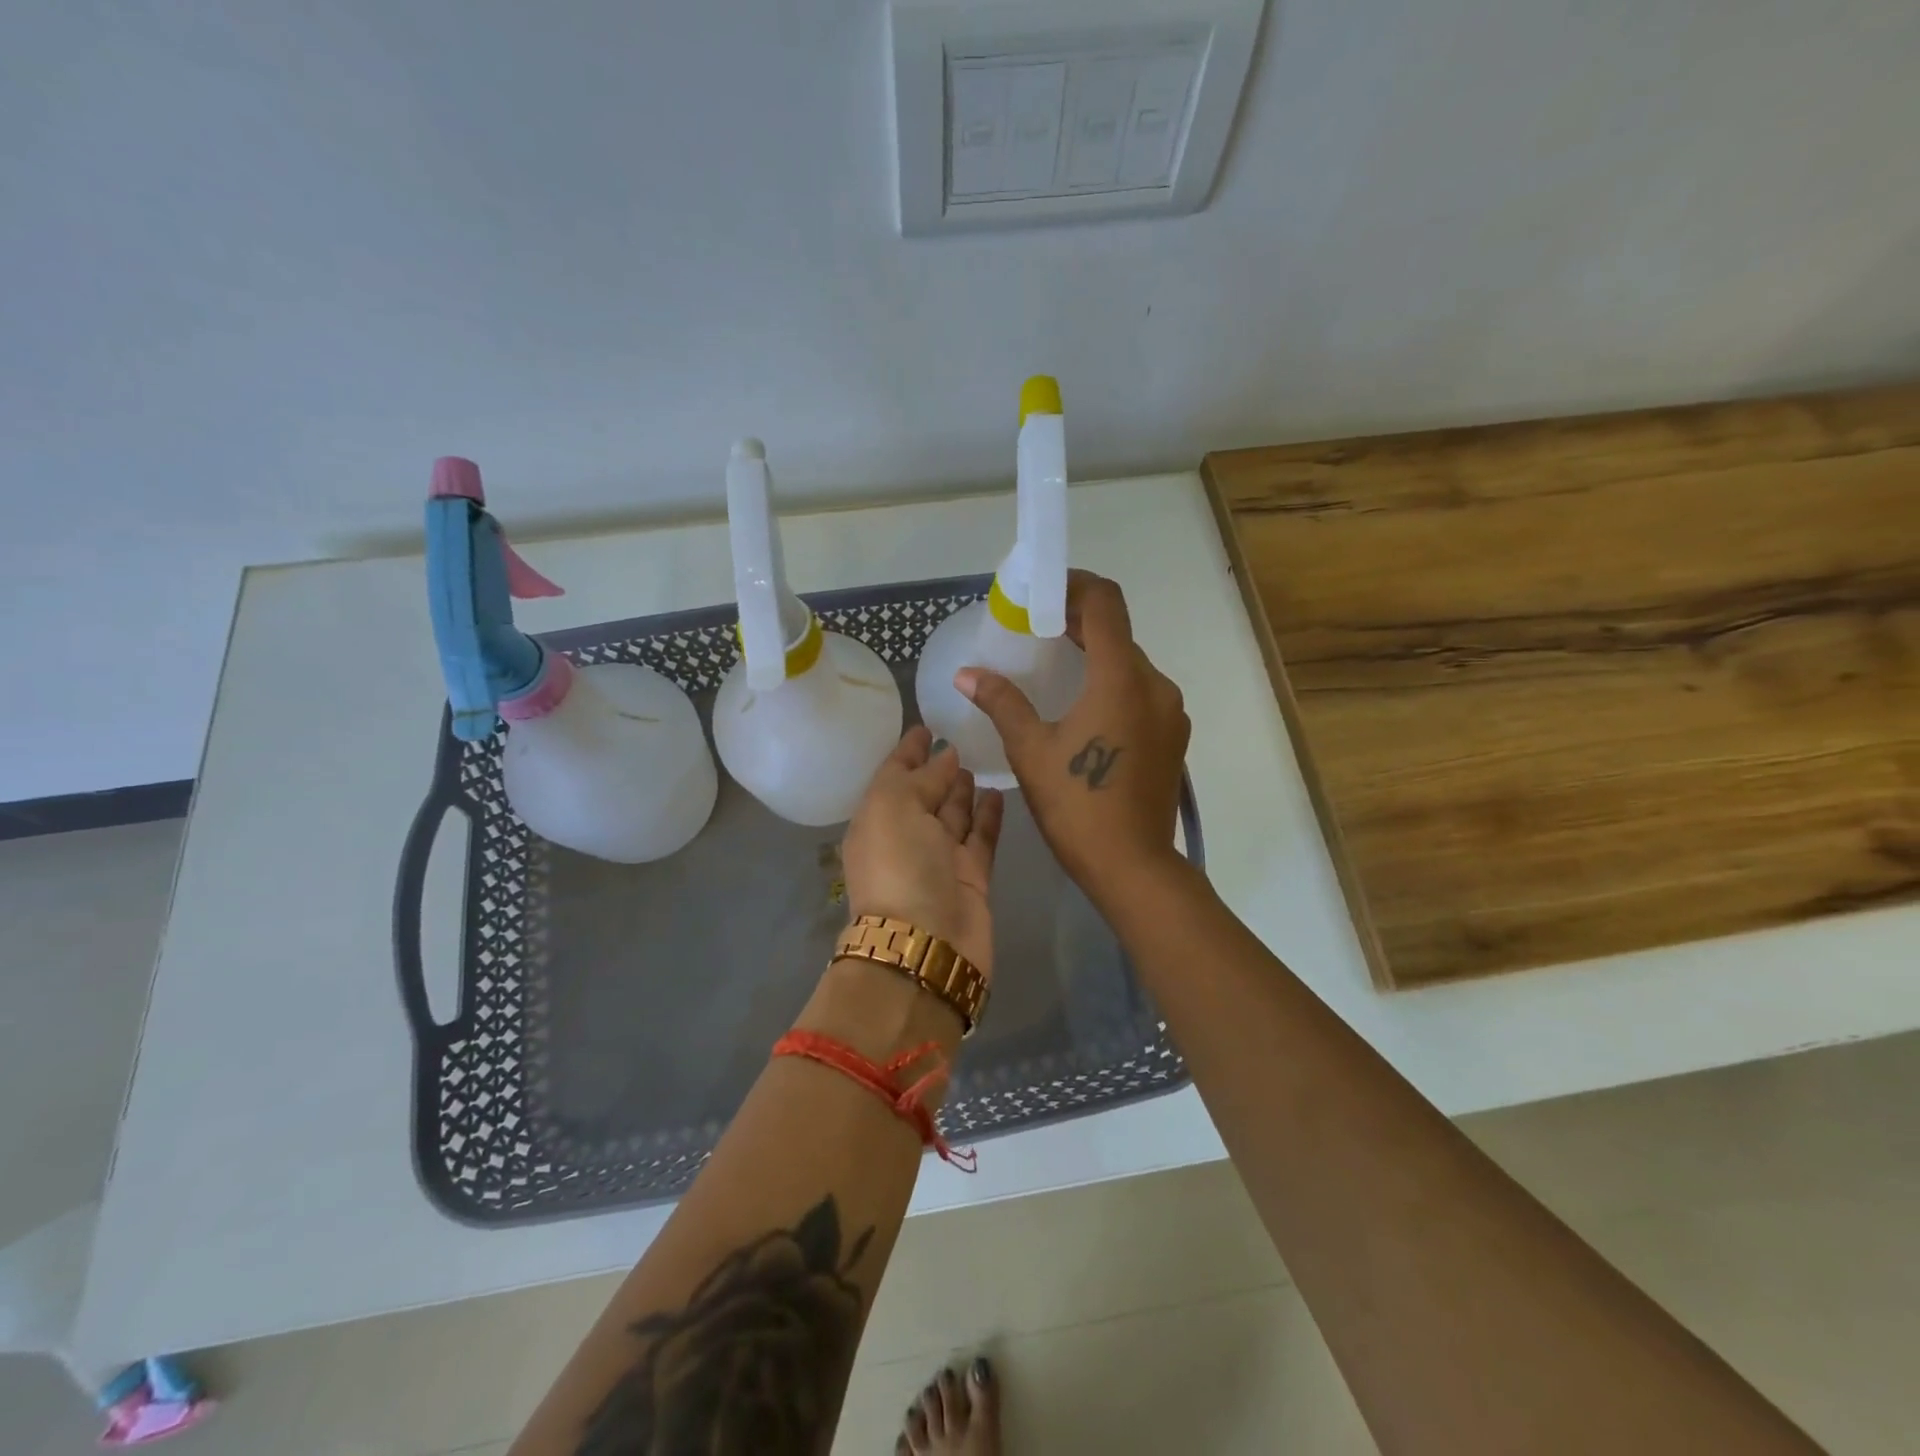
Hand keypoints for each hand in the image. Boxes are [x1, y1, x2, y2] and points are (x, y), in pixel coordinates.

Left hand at [839, 725, 1004, 979]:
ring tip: (980, 761)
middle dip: (937, 770)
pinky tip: (999, 791)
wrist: (926, 944)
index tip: (926, 726)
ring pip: (953, 816)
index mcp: (876, 821)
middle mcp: (905, 838)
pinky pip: (981, 837)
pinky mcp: (972, 878)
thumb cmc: (900, 866)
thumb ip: (918, 777)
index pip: (892, 776)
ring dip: (963, 791)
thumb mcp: (894, 806)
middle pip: (924, 795)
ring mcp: (939, 860)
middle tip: (961, 740)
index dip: (907, 751)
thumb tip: (944, 757)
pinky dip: (988, 816)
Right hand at [956, 571, 1189, 910]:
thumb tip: (967, 673)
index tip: (1041, 592)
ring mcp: (1170, 712)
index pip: (1105, 603)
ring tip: (1057, 667)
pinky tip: (1085, 708)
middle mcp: (1155, 685)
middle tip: (1035, 628)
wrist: (1132, 866)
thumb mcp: (1031, 750)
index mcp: (1121, 678)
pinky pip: (1141, 693)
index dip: (1074, 585)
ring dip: (1096, 656)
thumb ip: (1002, 702)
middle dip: (1078, 622)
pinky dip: (1113, 685)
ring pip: (1130, 664)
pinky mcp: (1173, 737)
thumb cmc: (1077, 805)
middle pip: (1117, 633)